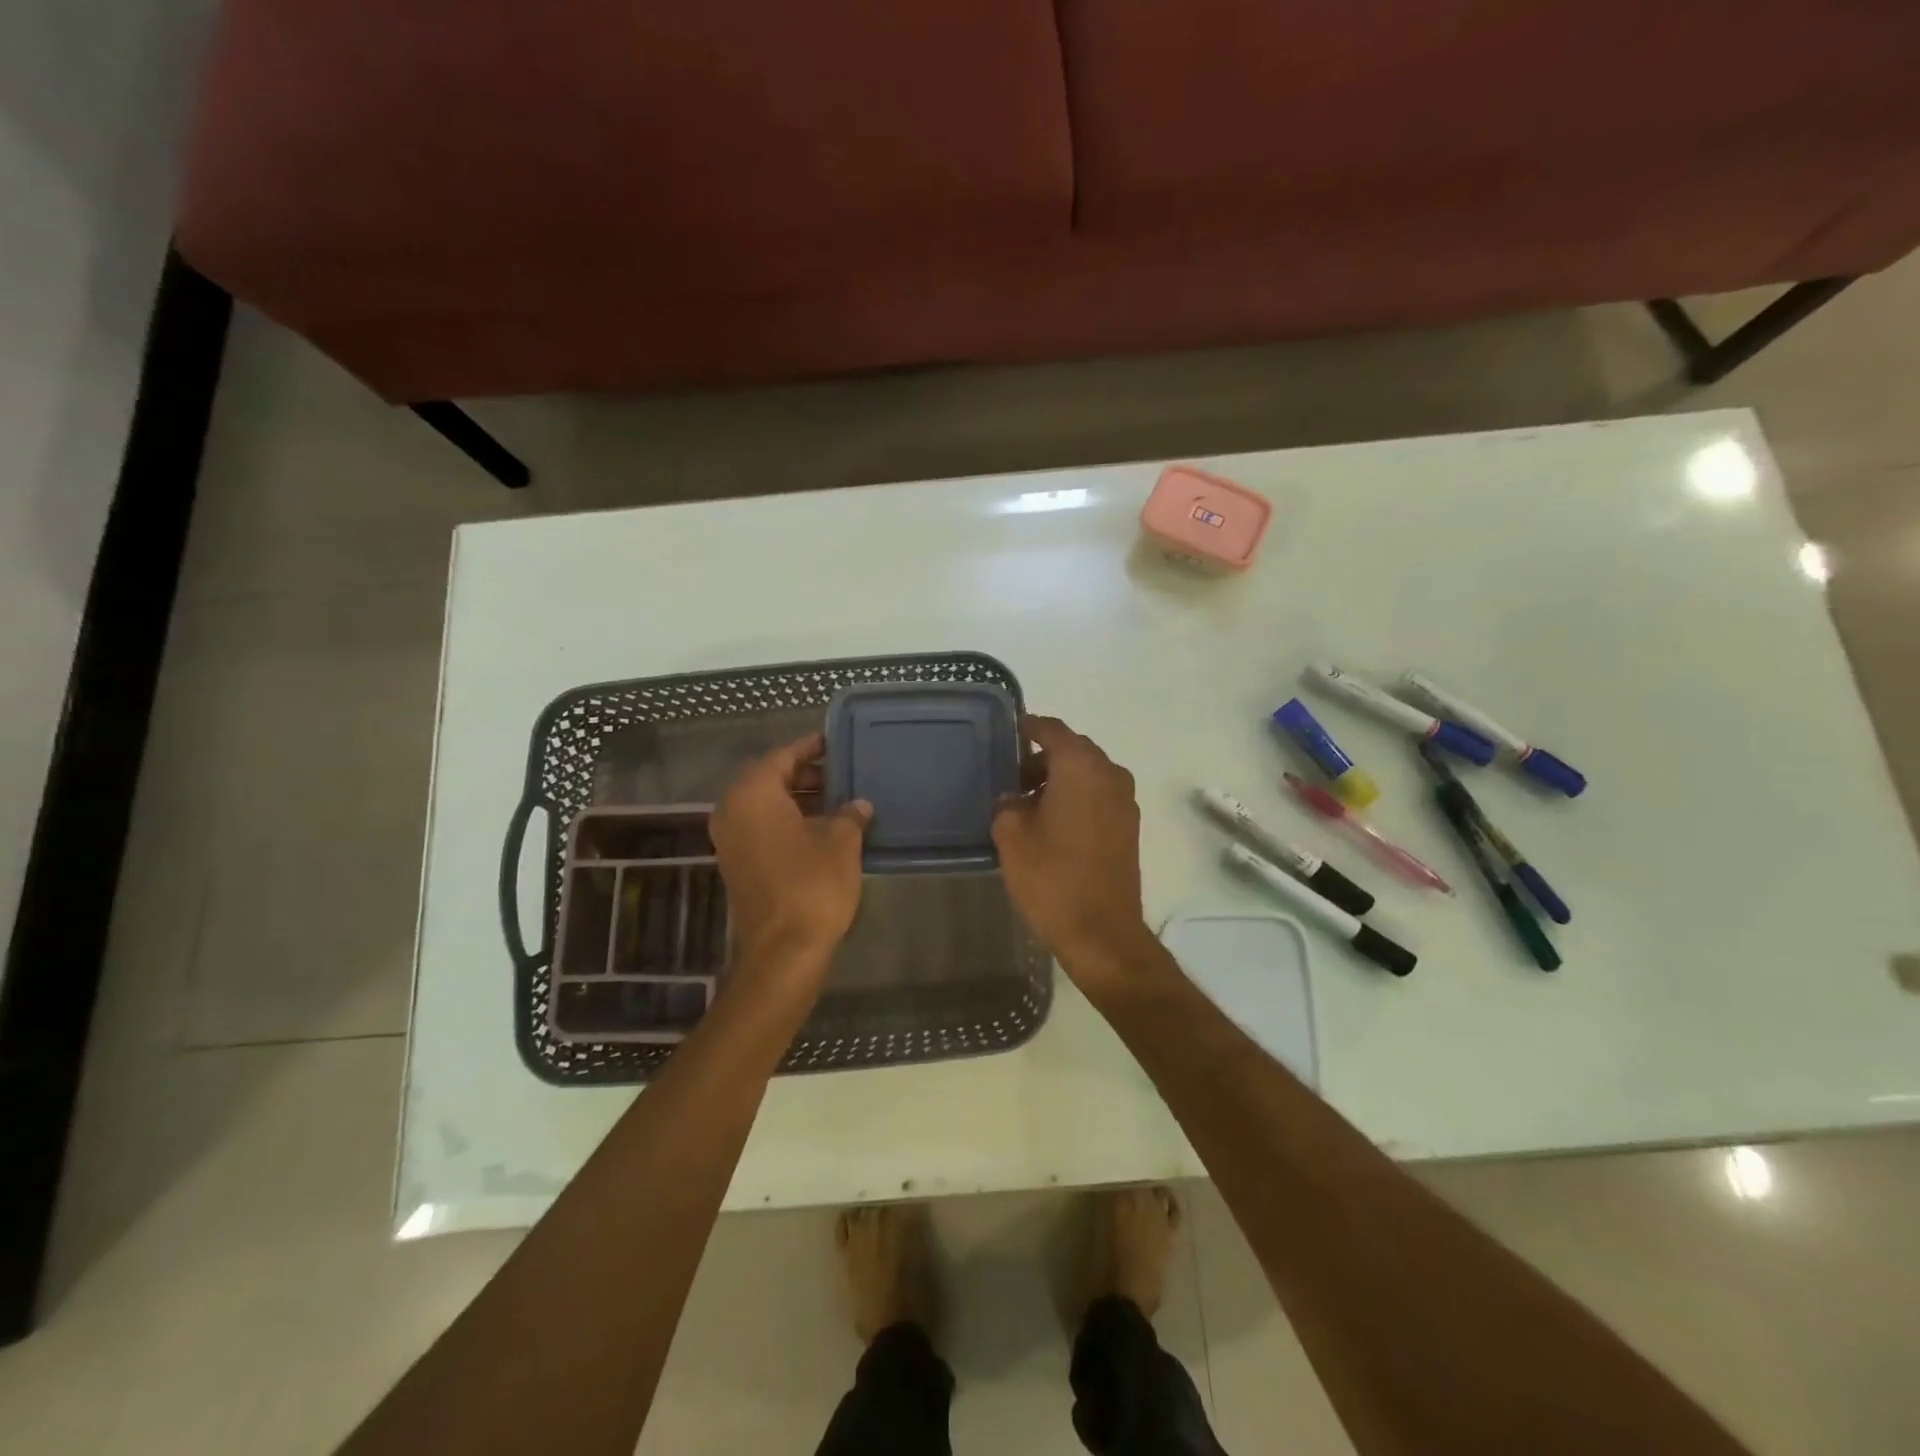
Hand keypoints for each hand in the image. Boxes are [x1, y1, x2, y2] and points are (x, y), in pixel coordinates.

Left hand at [711, 734, 870, 979]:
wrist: (783, 950)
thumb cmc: (812, 885)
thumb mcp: (841, 842)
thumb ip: (850, 814)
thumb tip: (859, 804)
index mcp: (753, 794)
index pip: (782, 757)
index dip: (811, 748)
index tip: (834, 742)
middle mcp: (732, 810)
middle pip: (770, 779)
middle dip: (806, 775)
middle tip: (842, 772)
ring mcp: (730, 839)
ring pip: (766, 805)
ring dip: (799, 799)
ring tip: (838, 799)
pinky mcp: (736, 863)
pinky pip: (762, 827)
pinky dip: (788, 821)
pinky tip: (822, 828)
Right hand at [992, 715, 1154, 977]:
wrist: (1101, 931)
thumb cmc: (1051, 876)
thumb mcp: (1011, 836)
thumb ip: (1007, 805)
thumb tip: (1014, 799)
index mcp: (1081, 766)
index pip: (1053, 730)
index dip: (1030, 727)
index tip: (1011, 731)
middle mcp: (1109, 774)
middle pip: (1074, 750)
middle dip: (1044, 758)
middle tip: (1013, 776)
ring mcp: (1125, 801)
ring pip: (1088, 774)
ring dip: (1061, 779)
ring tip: (1030, 803)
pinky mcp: (1129, 827)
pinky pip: (1099, 796)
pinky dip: (1078, 797)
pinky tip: (1053, 823)